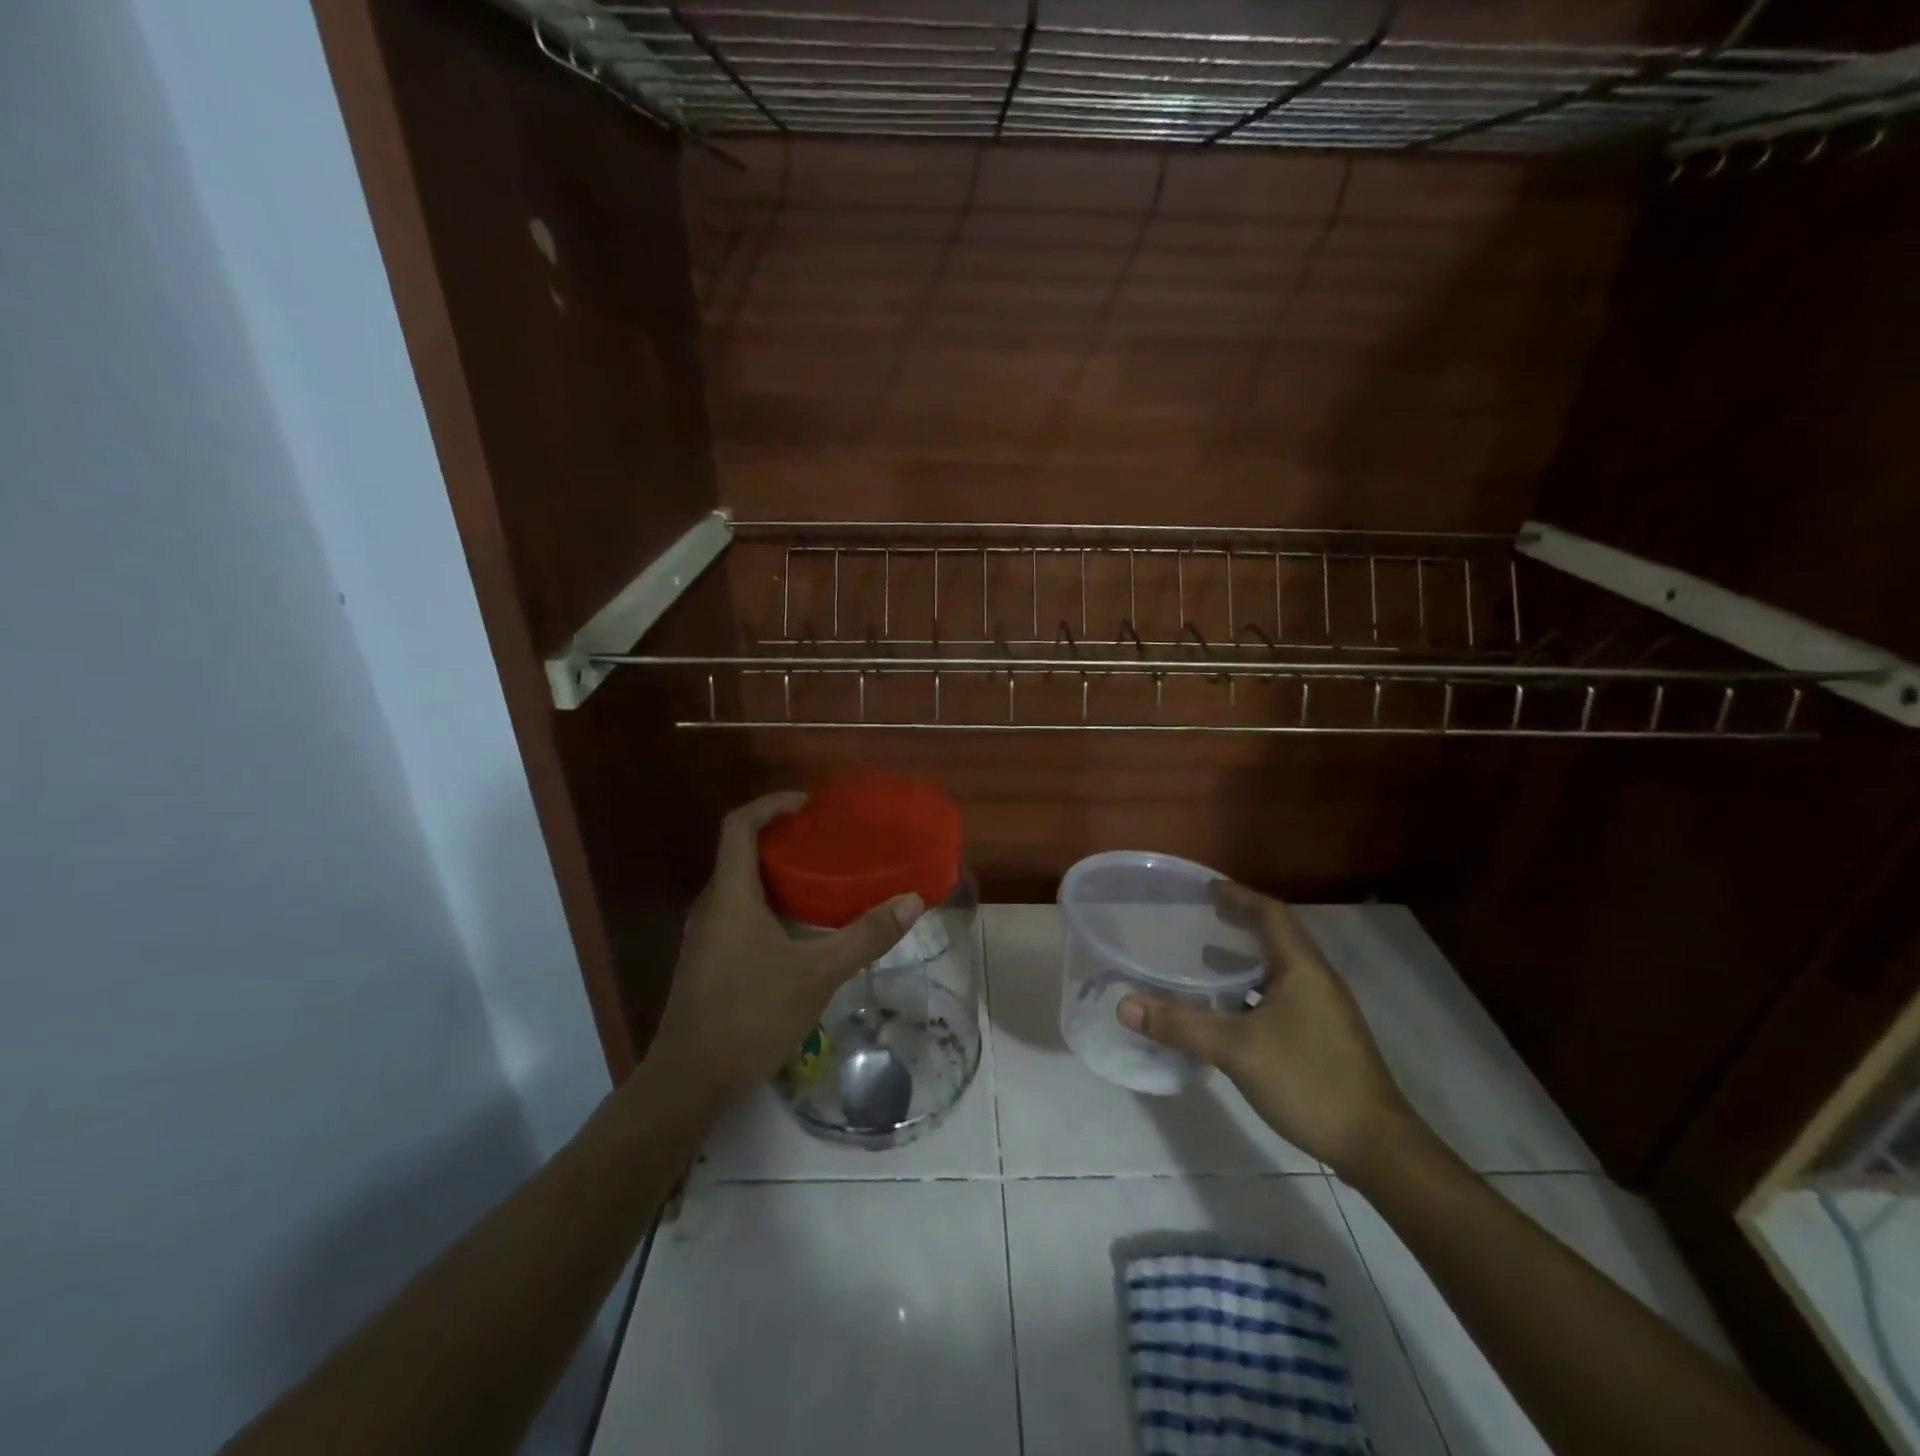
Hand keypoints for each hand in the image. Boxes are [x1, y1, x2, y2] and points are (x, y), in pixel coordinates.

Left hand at [648, 793, 922, 1103]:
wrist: (688, 1081)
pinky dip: (769, 904)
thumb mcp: (817, 974)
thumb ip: (865, 936)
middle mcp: (711, 906)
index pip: (739, 825)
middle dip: (782, 839)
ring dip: (776, 874)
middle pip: (740, 852)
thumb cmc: (749, 1015)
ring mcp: (705, 936)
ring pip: (740, 886)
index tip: (809, 805)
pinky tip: (799, 929)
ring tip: (822, 880)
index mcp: (730, 894)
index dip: (771, 804)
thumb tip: (912, 901)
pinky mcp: (707, 961)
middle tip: (827, 842)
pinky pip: (738, 913)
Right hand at [1117, 882, 1413, 1174]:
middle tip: (1199, 917)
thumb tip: (1125, 1005)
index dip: (1237, 896)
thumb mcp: (1236, 1050)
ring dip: (1243, 961)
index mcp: (1302, 969)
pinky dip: (1250, 993)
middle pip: (1275, 937)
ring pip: (1277, 971)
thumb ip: (1180, 1025)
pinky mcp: (1322, 1039)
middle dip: (1238, 924)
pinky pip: (1280, 998)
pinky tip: (1227, 1013)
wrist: (1376, 1147)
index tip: (1205, 888)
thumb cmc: (1308, 1082)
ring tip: (1203, 960)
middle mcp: (1316, 981)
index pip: (1270, 914)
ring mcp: (1323, 1012)